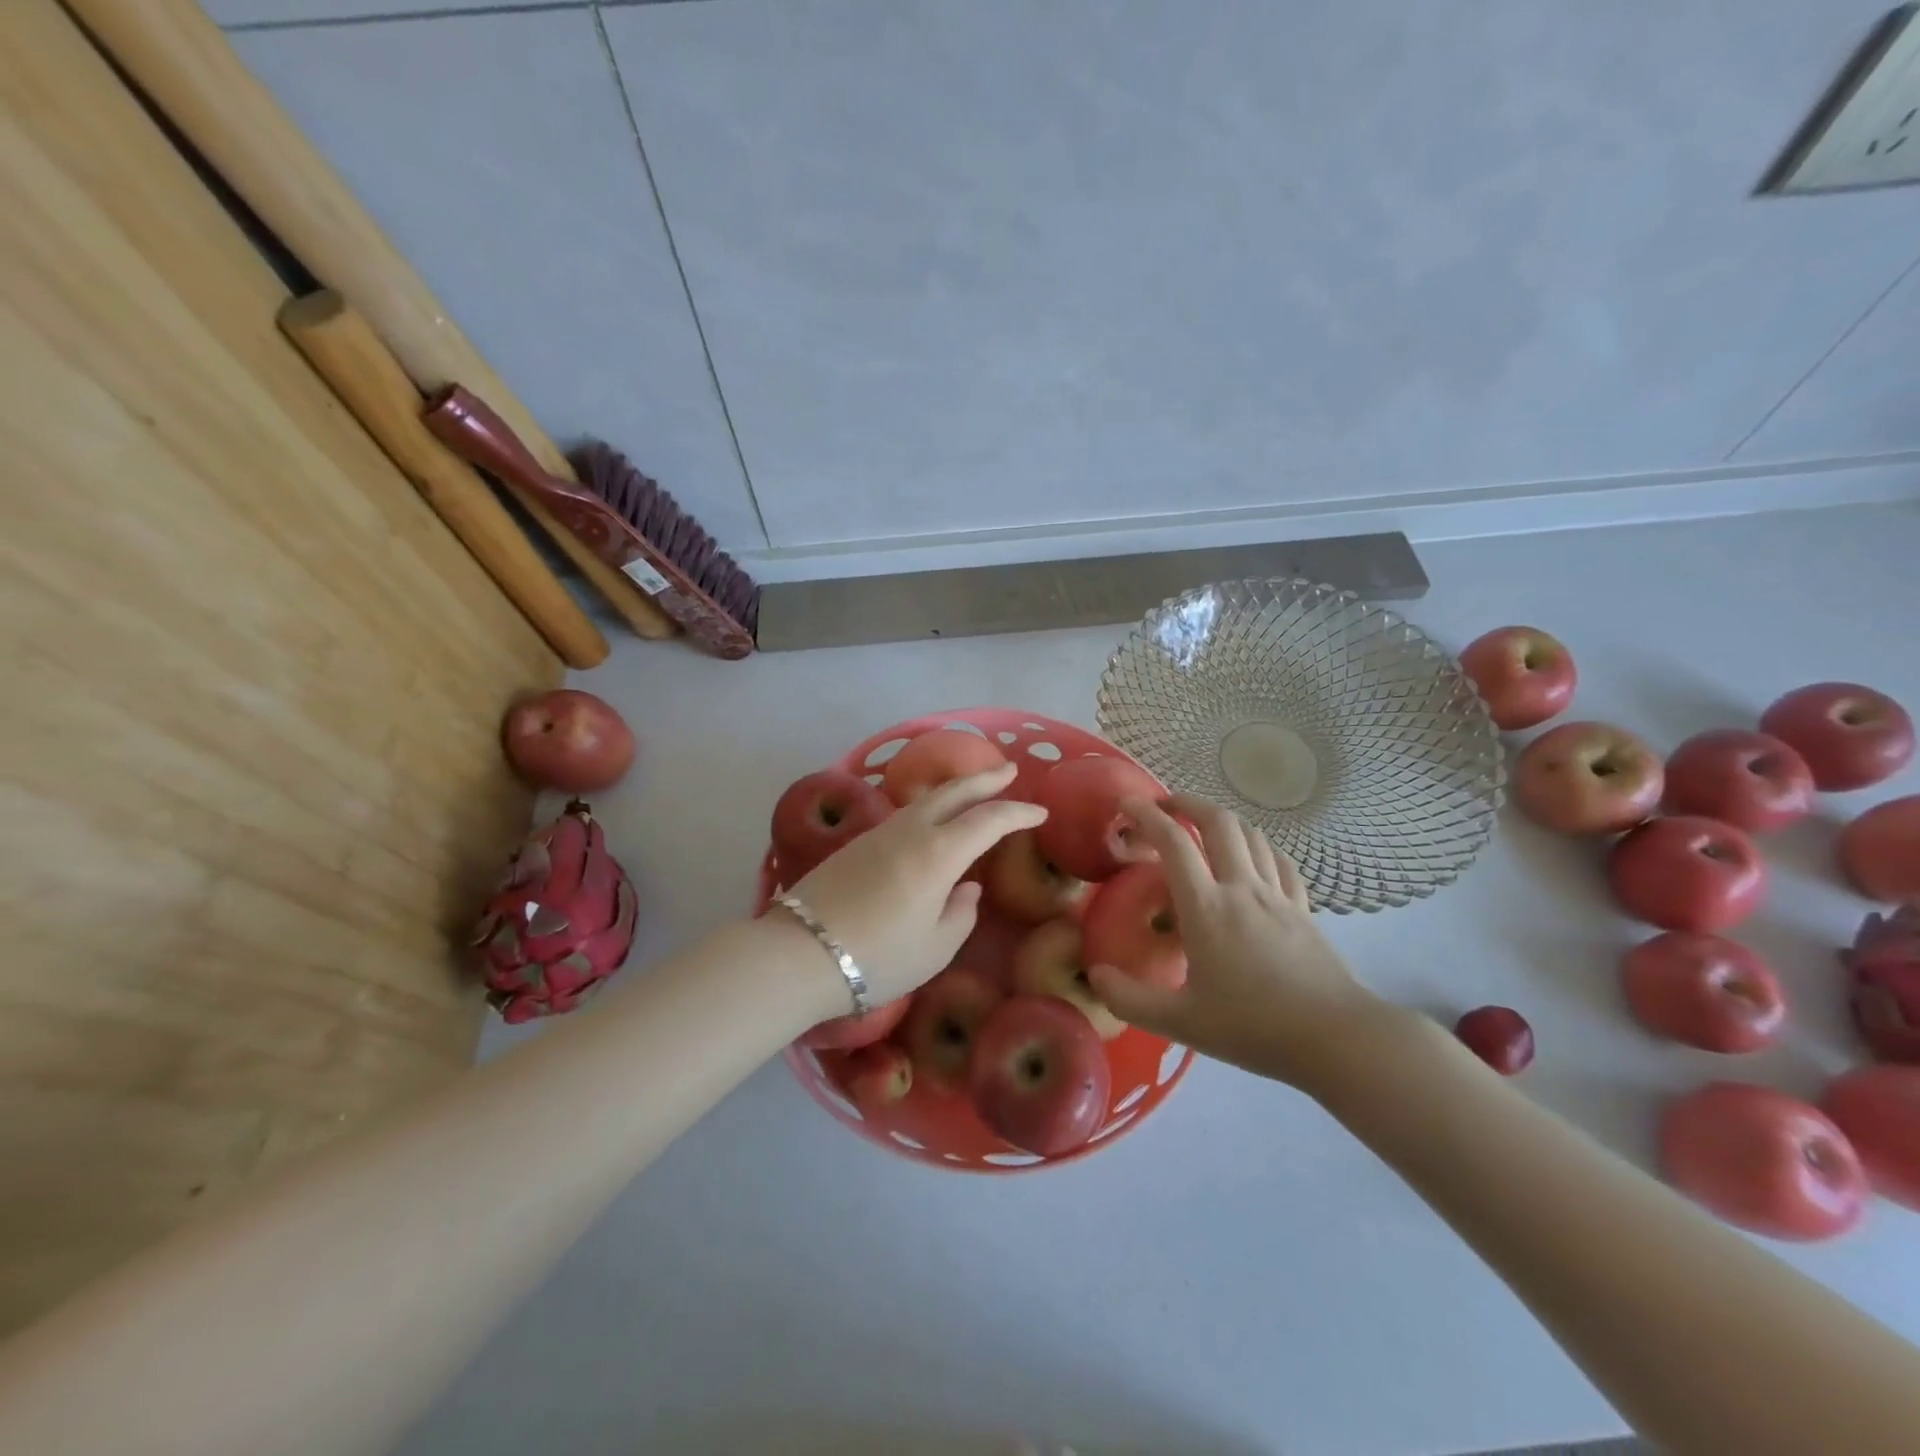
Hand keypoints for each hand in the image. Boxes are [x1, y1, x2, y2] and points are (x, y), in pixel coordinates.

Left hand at [789, 762, 1042, 1004]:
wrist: (802, 952)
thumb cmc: (879, 957)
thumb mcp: (935, 948)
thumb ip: (960, 914)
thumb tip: (966, 888)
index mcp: (938, 853)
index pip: (988, 820)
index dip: (1018, 812)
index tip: (1041, 811)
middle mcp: (911, 831)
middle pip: (954, 792)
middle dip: (986, 779)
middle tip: (1009, 771)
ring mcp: (880, 833)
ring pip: (926, 799)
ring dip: (955, 790)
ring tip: (973, 790)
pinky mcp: (857, 843)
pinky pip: (905, 813)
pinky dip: (929, 806)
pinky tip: (931, 819)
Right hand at [1087, 795, 1389, 1090]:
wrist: (1336, 1038)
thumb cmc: (1253, 1027)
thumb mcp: (1180, 1022)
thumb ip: (1129, 1000)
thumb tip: (1095, 975)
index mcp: (1207, 908)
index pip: (1173, 843)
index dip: (1146, 815)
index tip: (1126, 803)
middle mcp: (1241, 888)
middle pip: (1218, 821)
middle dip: (1186, 802)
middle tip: (1163, 806)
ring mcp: (1277, 895)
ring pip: (1251, 834)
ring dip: (1222, 820)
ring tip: (1202, 826)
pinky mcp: (1303, 908)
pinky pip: (1280, 860)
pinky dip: (1259, 846)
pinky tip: (1253, 855)